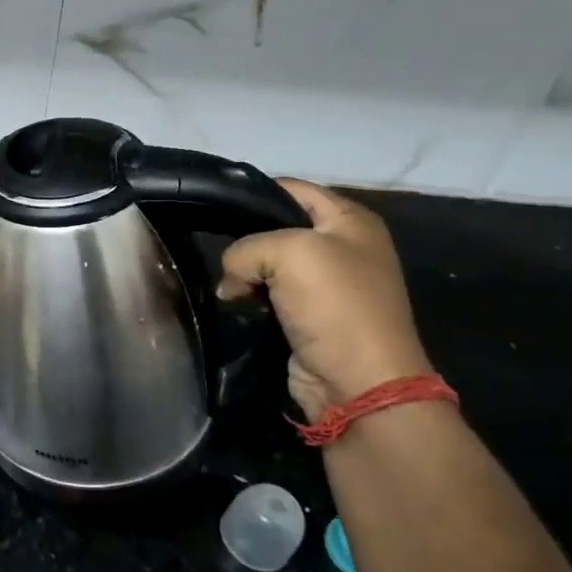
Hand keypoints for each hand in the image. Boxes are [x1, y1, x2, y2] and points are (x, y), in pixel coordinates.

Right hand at [216, 180, 430, 421]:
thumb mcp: (287, 253)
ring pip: (267, 263)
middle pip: (276, 226)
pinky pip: (268, 293)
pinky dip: (249, 297)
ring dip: (244, 272)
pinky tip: (233, 302)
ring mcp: (326, 283)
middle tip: (212, 245)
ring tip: (225, 282)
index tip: (214, 205)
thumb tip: (232, 281)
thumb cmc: (334, 305)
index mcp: (351, 220)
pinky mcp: (309, 314)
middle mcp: (342, 246)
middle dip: (244, 236)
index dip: (253, 192)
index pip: (291, 188)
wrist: (359, 383)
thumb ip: (244, 249)